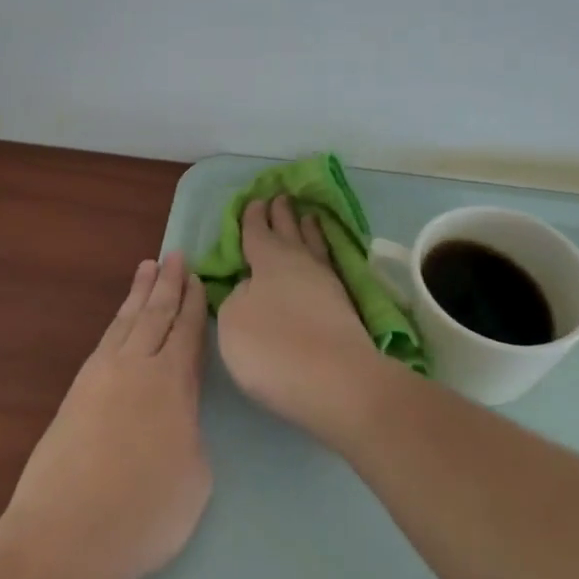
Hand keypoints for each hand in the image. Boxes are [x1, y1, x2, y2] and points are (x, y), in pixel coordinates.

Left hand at [1, 252, 210, 578]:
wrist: (62, 536)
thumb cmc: (143, 514)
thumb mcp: (195, 477)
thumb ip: (191, 432)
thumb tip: (177, 416)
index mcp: (172, 383)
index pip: (187, 331)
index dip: (194, 304)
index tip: (198, 278)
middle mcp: (136, 367)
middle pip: (155, 314)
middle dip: (168, 284)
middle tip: (175, 255)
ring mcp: (100, 377)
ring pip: (125, 321)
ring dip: (138, 293)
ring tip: (147, 267)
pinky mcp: (75, 393)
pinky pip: (104, 341)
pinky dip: (117, 321)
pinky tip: (120, 321)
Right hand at [216, 197, 399, 441]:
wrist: (337, 382)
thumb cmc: (273, 347)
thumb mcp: (233, 320)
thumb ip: (237, 297)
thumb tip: (251, 288)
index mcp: (268, 260)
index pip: (257, 232)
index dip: (253, 217)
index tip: (254, 201)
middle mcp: (300, 264)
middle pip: (289, 232)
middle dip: (282, 215)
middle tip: (280, 197)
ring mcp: (327, 285)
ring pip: (314, 246)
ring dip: (308, 230)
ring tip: (308, 216)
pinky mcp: (345, 308)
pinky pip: (328, 266)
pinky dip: (323, 255)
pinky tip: (322, 260)